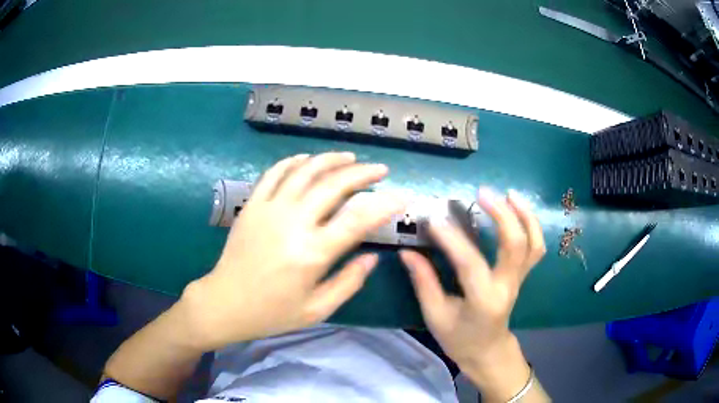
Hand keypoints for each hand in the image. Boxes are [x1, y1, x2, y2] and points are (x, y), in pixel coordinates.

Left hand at [183, 152, 404, 349]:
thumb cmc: (272, 312)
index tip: (403, 196)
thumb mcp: (317, 309)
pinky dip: (293, 161)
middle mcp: (293, 223)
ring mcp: (269, 209)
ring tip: (350, 157)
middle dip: (363, 173)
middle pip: (334, 185)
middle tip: (380, 170)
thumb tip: (372, 257)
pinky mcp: (252, 205)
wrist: (225, 302)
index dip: (385, 205)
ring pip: (305, 171)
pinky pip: (274, 173)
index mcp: (312, 253)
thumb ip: (349, 282)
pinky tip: (307, 159)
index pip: (358, 219)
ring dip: (331, 160)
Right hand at [400, 188, 545, 400]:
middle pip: (515, 245)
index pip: (470, 264)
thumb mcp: (435, 316)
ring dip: (524, 215)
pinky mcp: (522, 275)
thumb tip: (408, 252)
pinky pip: (535, 247)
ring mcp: (519, 280)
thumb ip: (424, 282)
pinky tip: (518, 209)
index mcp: (483, 301)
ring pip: (533, 244)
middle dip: (502, 215)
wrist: (487, 351)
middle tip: (482, 193)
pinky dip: (531, 225)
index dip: (452, 239)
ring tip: (509, 194)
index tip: (434, 219)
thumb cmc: (459, 338)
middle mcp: (506, 287)